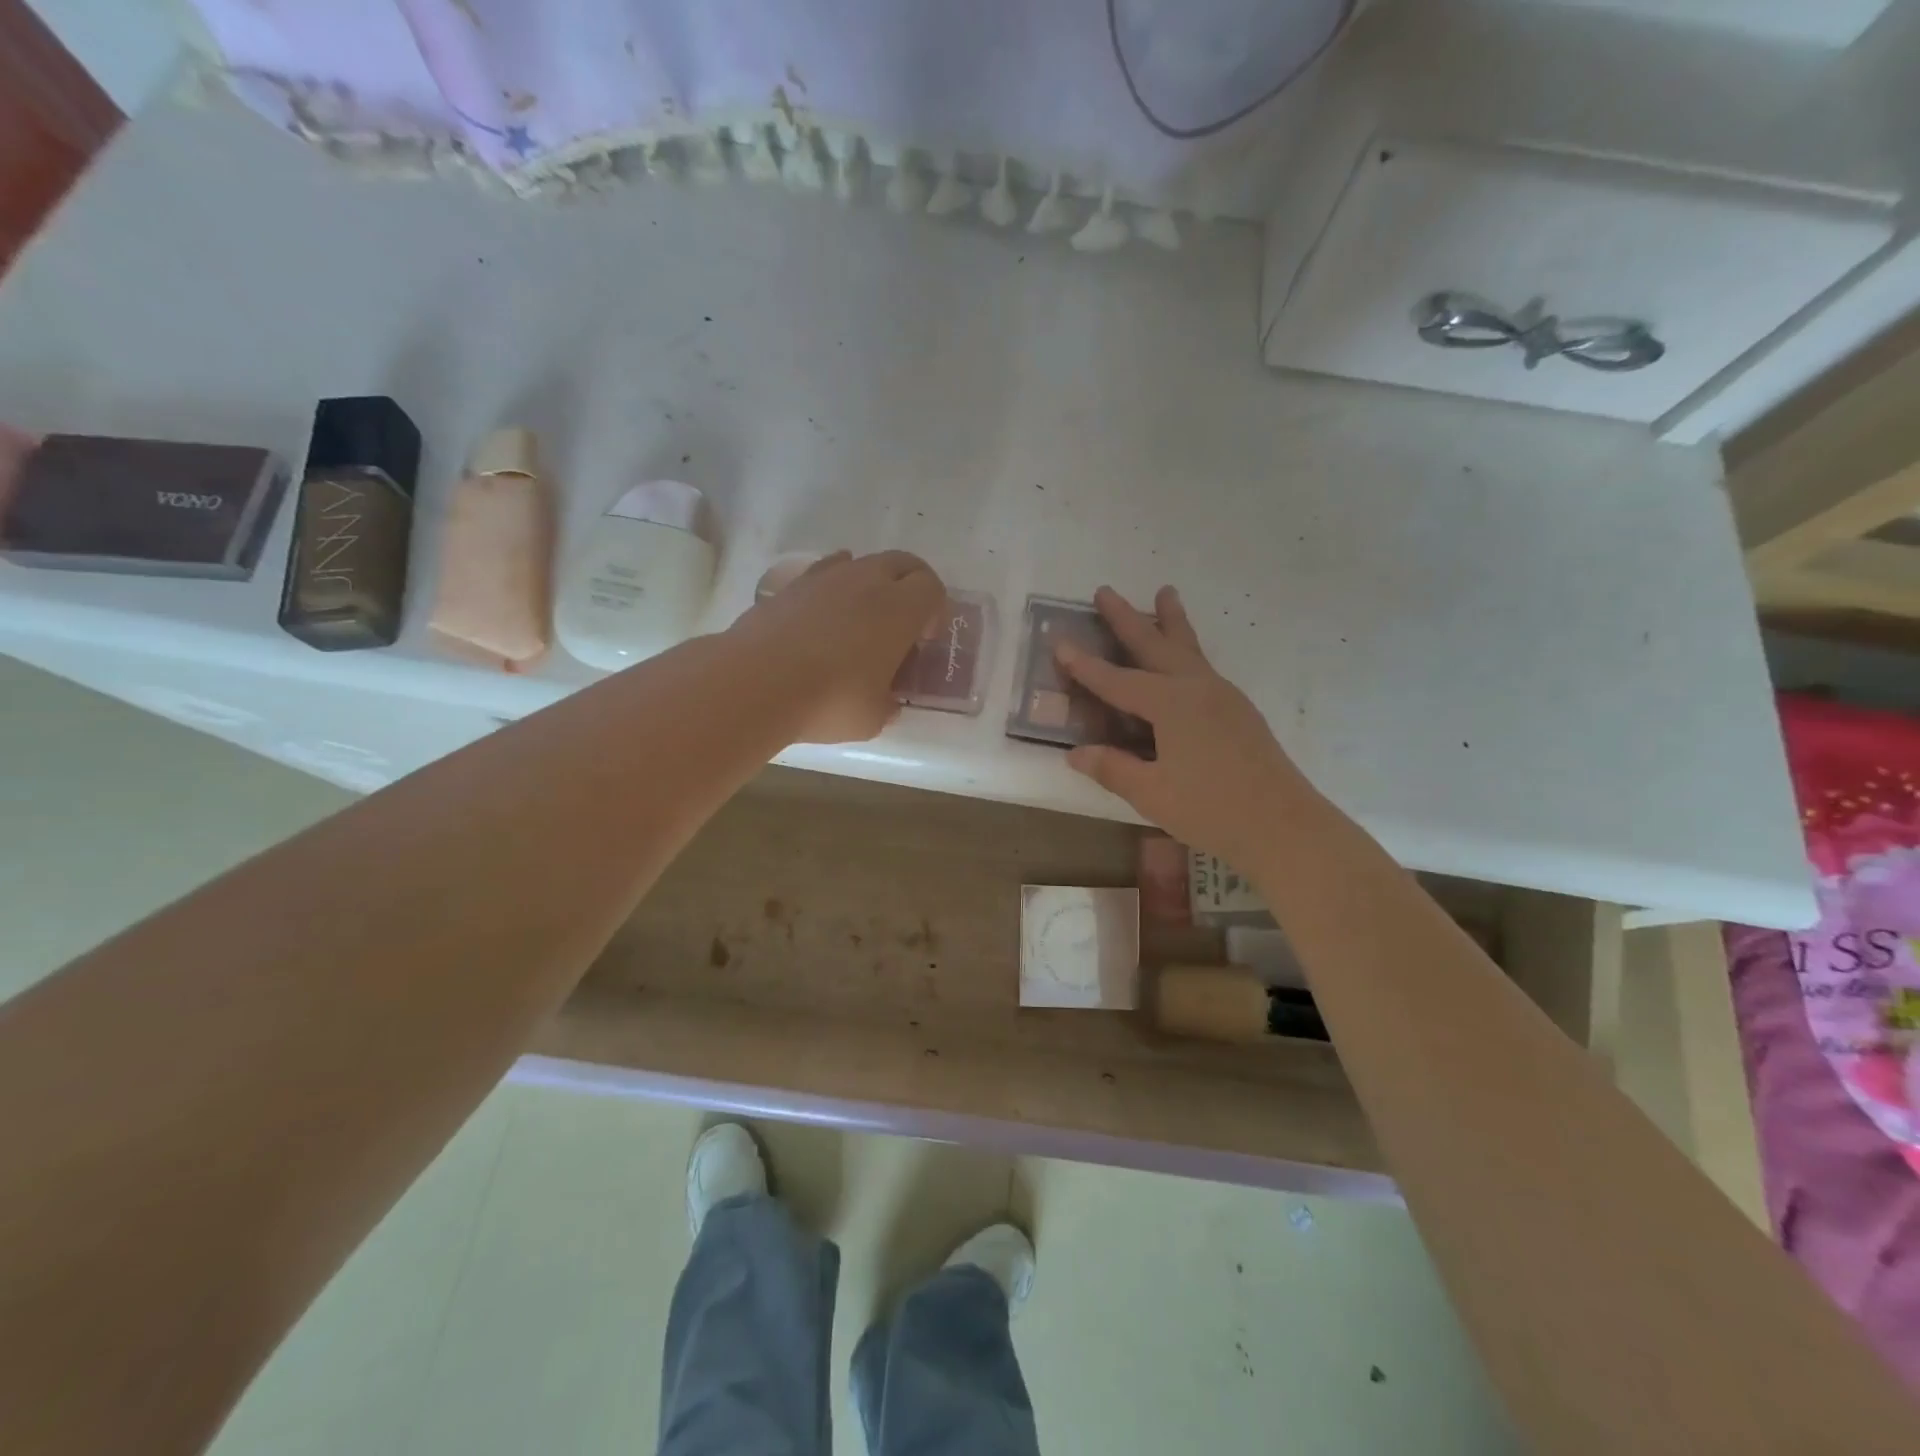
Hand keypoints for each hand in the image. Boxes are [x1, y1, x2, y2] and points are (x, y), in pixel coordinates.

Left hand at [727, 549, 945, 743]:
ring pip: (859, 563)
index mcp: (899, 608)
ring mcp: (825, 578)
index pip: (932, 587)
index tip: (924, 639)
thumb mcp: (873, 717)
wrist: (756, 683)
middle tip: (903, 622)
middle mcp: (866, 581)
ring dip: (869, 584)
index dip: (935, 610)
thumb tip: (885, 700)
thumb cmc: (830, 700)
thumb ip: (887, 702)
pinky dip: (832, 589)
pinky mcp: (790, 585)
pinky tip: (822, 618)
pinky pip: (822, 574)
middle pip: (901, 563)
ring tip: (859, 620)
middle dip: (910, 586)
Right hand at [1056, 586, 1315, 867]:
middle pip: (1156, 645)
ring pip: (1189, 649)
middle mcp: (1198, 688)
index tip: (1060, 643)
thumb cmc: (1212, 809)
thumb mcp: (1152, 793)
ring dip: (1170, 621)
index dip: (1085, 665)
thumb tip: (1076, 753)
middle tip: (1105, 590)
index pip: (1117, 680)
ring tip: (1164, 593)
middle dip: (1128, 618)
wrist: (1285, 826)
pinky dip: (1186, 651)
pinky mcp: (1239, 711)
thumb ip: (1112, 768)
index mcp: (1171, 703)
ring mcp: (1224, 697)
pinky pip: (1203, 667)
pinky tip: (1184, 660)